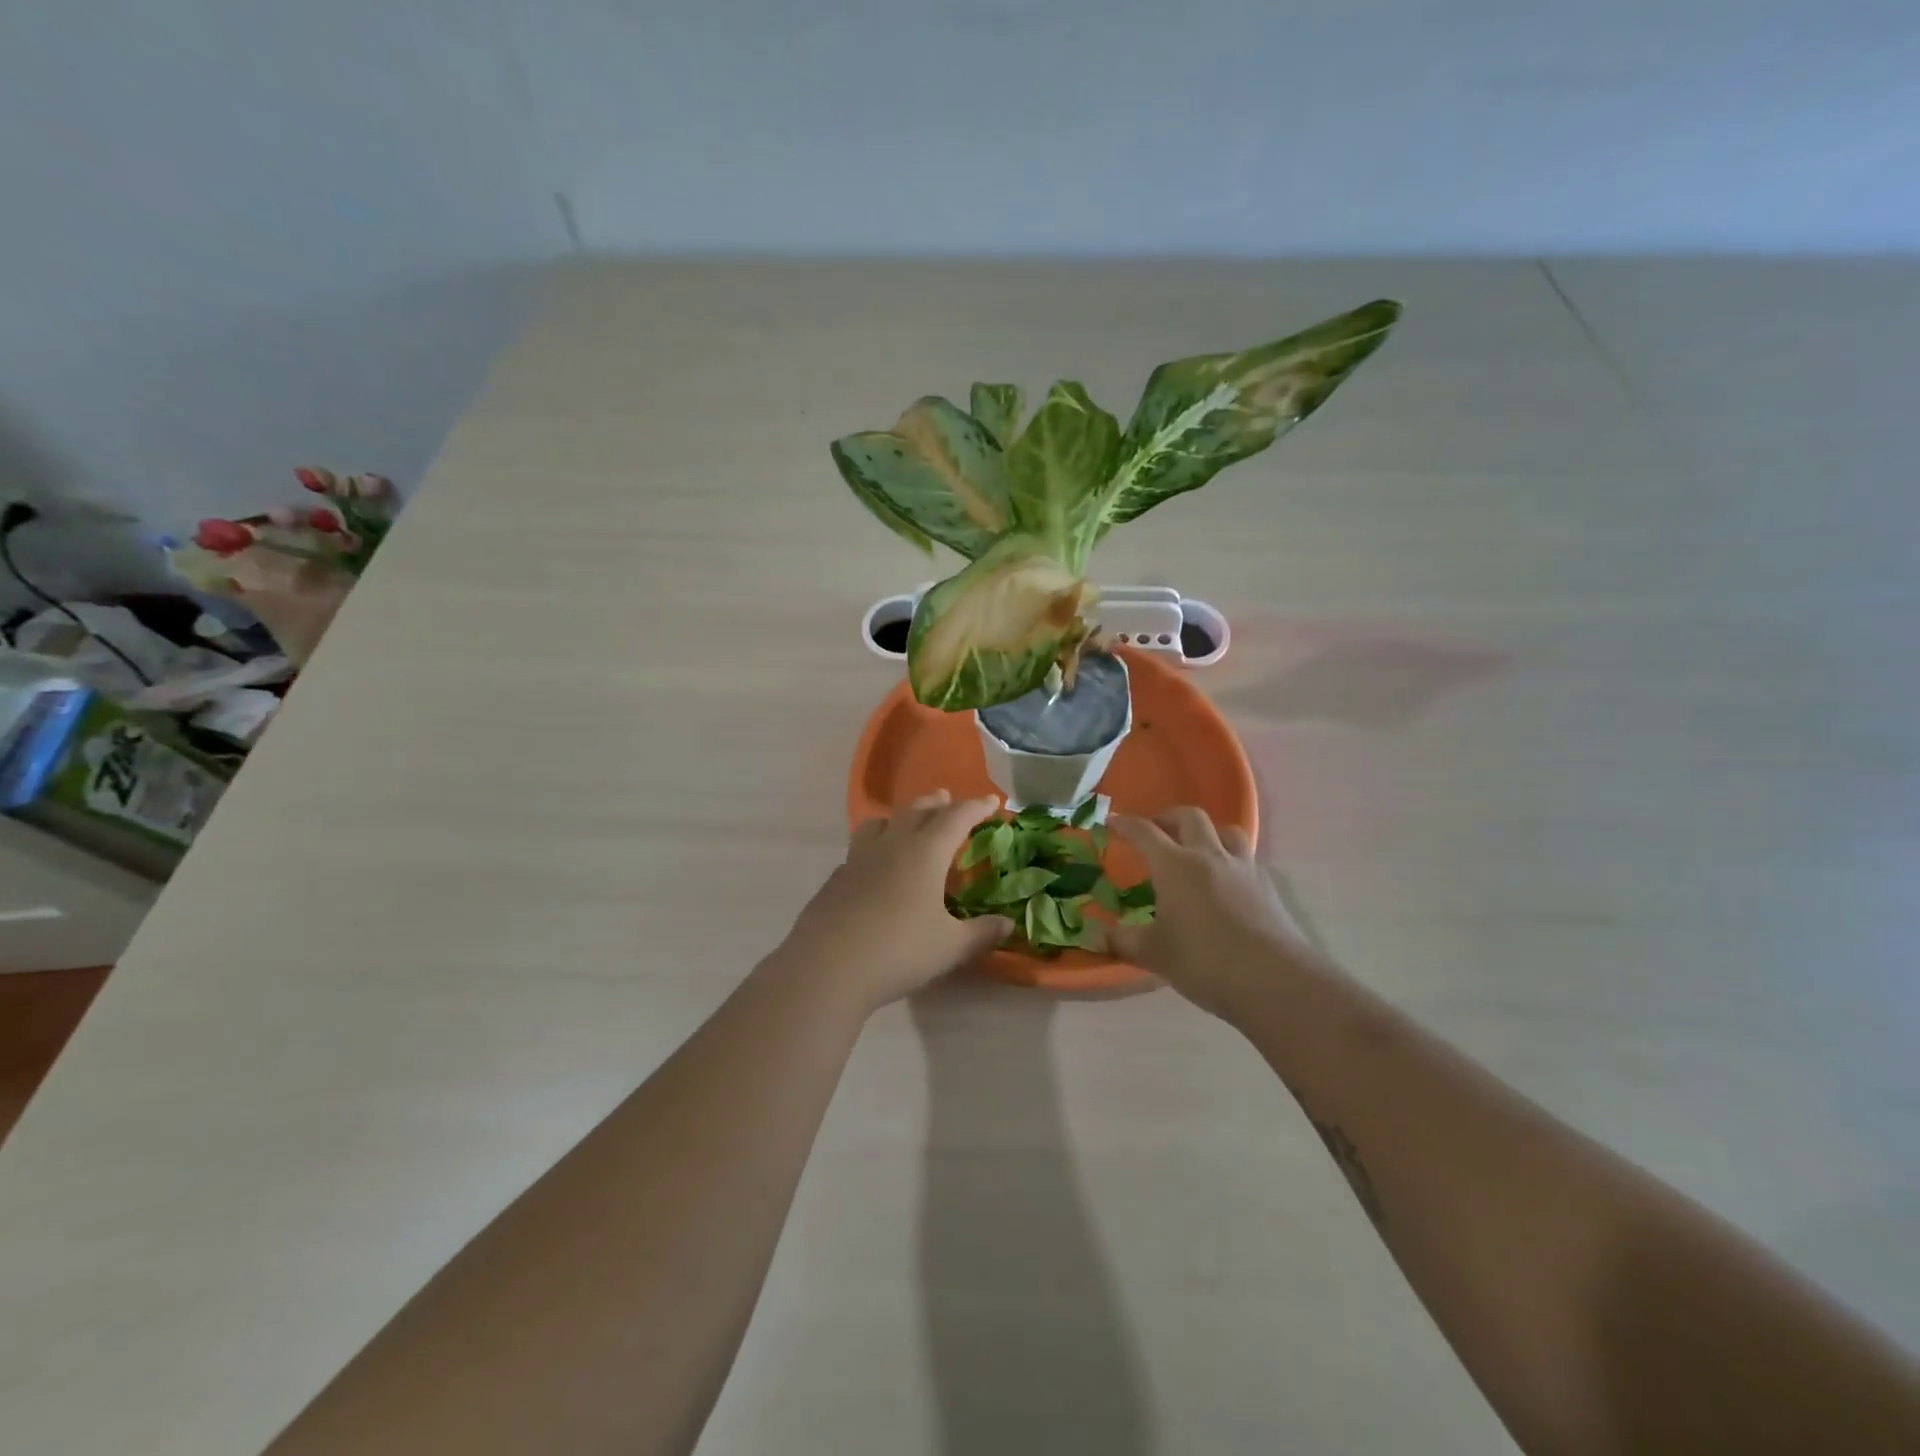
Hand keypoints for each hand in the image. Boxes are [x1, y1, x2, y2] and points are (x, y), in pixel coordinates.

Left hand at [774, 791, 1012, 1014]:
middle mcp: (891, 845)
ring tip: (905, 824)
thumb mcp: (950, 947)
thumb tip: (1008, 923)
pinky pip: (859, 849)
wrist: (827, 967)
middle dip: (937, 803)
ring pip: (879, 823)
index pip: (956, 817)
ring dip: (898, 817)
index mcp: (925, 852)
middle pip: (916, 810)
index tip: (992, 802)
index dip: (976, 807)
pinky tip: (875, 869)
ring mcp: (858, 859)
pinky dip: (874, 847)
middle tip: (948, 799)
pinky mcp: (836, 878)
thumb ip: (982, 933)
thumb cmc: (899, 951)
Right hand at [1108, 807, 1316, 1017]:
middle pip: (1189, 817)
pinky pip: (1246, 859)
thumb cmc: (1203, 961)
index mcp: (1174, 865)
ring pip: (1226, 831)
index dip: (1125, 824)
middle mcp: (1208, 856)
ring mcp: (1243, 868)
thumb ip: (1122, 940)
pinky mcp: (1267, 887)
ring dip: (1207, 832)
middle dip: (1168, 817)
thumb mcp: (1154, 954)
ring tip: (1197, 850)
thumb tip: (1096, 936)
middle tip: (1156, 830)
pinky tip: (1226, 883)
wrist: (1273, 980)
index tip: (1112, 821)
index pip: (1144, 832)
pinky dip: (1231, 860)